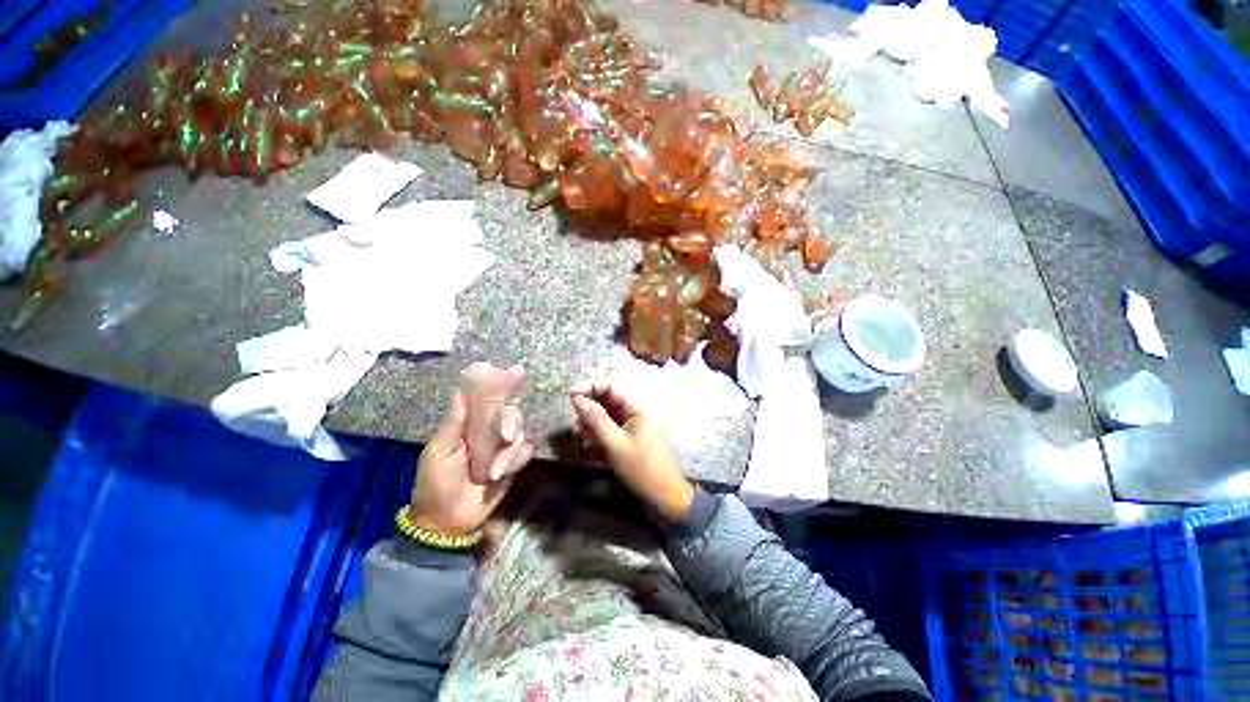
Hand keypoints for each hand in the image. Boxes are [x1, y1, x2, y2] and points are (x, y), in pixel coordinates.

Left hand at [410, 393, 534, 535]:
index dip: (502, 383)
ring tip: (493, 473)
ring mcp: (502, 448)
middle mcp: (488, 432)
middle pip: (511, 413)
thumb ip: (452, 424)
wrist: (447, 522)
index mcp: (468, 425)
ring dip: (509, 452)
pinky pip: (526, 452)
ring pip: (520, 434)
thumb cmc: (435, 484)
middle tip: (505, 436)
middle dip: (511, 422)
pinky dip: (518, 460)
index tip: (516, 371)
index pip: (487, 398)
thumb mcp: (438, 453)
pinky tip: (503, 473)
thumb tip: (461, 392)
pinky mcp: (513, 463)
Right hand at [570, 378, 693, 521]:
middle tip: (576, 425)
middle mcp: (636, 411)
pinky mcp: (632, 436)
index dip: (589, 387)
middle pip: (607, 400)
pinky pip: (612, 427)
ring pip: (607, 415)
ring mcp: (634, 423)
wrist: (664, 494)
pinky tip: (592, 445)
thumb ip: (596, 420)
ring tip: (582, 437)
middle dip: (589, 409)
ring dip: (592, 423)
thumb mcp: (614, 444)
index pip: (610, 387)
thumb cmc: (641, 468)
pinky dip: (600, 433)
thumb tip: (577, 398)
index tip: (570, 395)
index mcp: (637, 407)